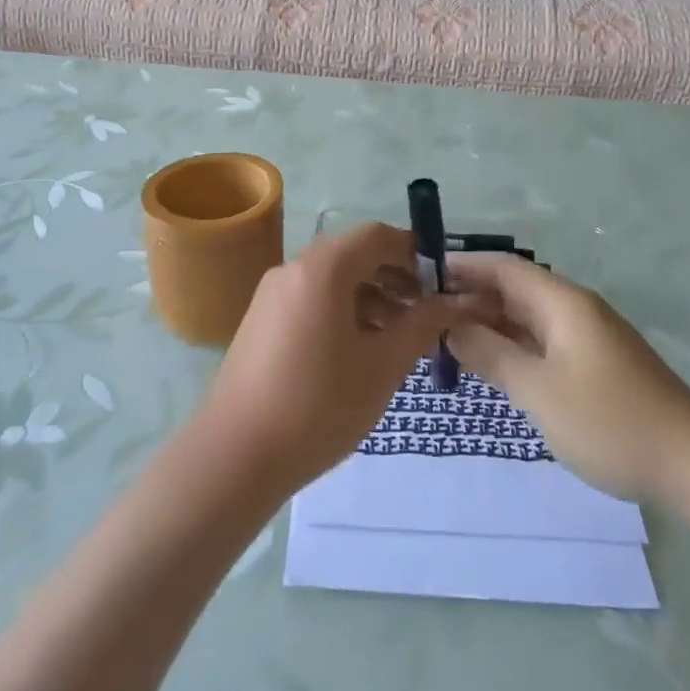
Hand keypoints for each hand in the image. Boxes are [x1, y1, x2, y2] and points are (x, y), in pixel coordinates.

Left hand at [200, 224, 477, 494]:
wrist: (235, 455)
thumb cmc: (319, 404)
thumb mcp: (383, 365)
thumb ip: (422, 325)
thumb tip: (454, 301)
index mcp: (323, 268)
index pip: (377, 236)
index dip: (415, 251)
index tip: (443, 281)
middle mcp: (293, 270)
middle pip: (354, 256)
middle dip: (396, 278)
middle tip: (427, 313)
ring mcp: (272, 296)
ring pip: (333, 281)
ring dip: (371, 298)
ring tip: (400, 340)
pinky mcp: (262, 322)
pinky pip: (311, 301)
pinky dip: (343, 312)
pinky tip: (361, 353)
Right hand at [446, 255, 689, 501]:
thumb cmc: (610, 421)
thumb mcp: (539, 390)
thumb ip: (491, 355)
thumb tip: (451, 327)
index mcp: (563, 303)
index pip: (504, 267)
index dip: (463, 266)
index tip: (423, 275)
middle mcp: (575, 311)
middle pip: (514, 290)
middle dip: (470, 298)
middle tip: (425, 317)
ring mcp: (587, 339)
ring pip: (527, 319)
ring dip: (489, 325)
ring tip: (447, 341)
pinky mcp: (595, 366)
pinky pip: (542, 343)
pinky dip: (512, 347)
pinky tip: (490, 365)